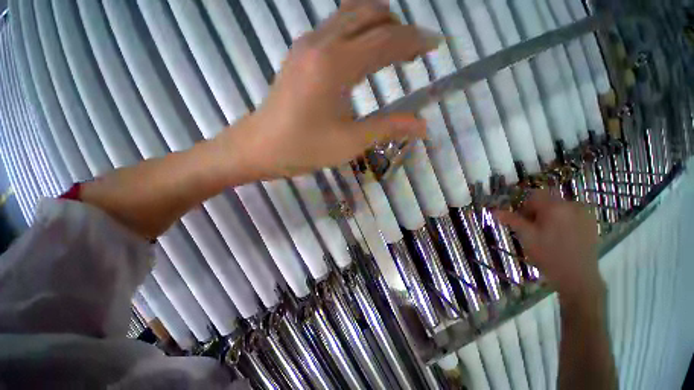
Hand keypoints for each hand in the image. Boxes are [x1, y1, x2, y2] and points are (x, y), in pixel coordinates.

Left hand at [224, 1, 436, 179]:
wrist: (261, 147)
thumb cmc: (305, 148)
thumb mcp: (350, 142)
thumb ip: (388, 127)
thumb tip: (423, 126)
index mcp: (336, 65)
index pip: (386, 40)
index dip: (415, 41)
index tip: (436, 45)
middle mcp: (321, 42)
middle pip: (370, 15)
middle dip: (399, 29)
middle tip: (415, 53)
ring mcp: (307, 43)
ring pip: (351, 14)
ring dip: (379, 26)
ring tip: (394, 51)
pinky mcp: (300, 52)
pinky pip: (336, 26)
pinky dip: (358, 31)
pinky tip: (364, 53)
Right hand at [496, 190, 602, 300]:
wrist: (578, 277)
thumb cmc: (548, 255)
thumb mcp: (526, 237)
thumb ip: (512, 220)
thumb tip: (494, 210)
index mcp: (555, 207)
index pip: (535, 195)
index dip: (524, 206)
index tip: (521, 220)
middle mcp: (572, 205)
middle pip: (548, 201)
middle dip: (537, 211)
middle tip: (533, 228)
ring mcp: (585, 214)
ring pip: (560, 208)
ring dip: (550, 216)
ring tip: (547, 234)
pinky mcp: (591, 224)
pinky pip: (572, 215)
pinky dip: (563, 220)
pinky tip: (561, 237)